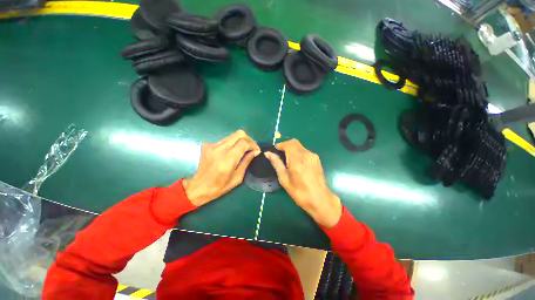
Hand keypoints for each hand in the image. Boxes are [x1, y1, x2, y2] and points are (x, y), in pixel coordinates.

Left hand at [183, 130, 260, 205]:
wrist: (199, 187)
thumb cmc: (220, 186)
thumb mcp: (238, 177)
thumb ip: (246, 161)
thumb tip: (255, 151)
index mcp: (227, 160)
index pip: (243, 143)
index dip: (253, 144)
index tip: (257, 150)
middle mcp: (219, 149)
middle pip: (239, 134)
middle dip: (248, 139)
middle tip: (251, 147)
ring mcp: (212, 146)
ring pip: (232, 135)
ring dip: (240, 141)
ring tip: (243, 149)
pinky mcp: (207, 145)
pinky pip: (225, 140)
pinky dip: (231, 143)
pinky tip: (231, 152)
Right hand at [265, 139, 341, 227]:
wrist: (320, 200)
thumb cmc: (299, 192)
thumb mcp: (284, 179)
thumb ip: (276, 163)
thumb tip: (268, 153)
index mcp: (297, 160)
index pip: (288, 144)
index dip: (280, 145)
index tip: (275, 150)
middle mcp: (306, 155)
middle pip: (294, 142)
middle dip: (286, 145)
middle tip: (280, 154)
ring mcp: (313, 156)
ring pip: (300, 146)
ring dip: (292, 149)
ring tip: (287, 160)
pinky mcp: (317, 159)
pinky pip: (305, 151)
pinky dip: (298, 152)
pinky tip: (296, 163)